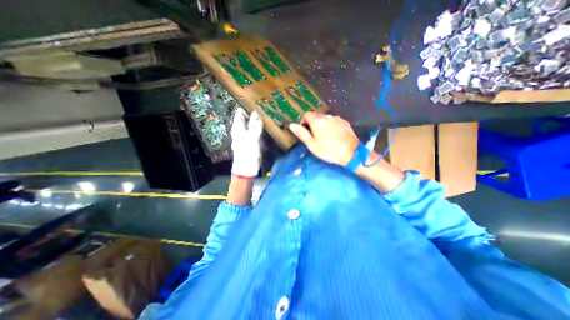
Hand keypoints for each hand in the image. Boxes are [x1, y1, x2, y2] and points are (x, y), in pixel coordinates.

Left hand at [230, 107, 262, 177]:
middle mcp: (241, 130)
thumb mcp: (251, 138)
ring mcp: (248, 135)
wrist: (247, 169)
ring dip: (259, 119)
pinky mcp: (253, 141)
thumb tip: (257, 112)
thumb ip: (254, 126)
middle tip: (267, 105)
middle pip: (247, 117)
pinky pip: (257, 131)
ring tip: (269, 113)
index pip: (240, 112)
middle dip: (255, 112)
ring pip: (253, 124)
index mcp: (238, 128)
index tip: (257, 99)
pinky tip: (269, 125)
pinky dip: (261, 127)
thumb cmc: (247, 153)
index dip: (247, 105)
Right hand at [291, 113, 357, 166]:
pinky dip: (330, 126)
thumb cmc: (329, 150)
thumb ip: (302, 133)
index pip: (306, 115)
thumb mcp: (312, 144)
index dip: (303, 122)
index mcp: (317, 121)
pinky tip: (333, 135)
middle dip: (312, 123)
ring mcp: (337, 118)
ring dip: (322, 124)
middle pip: (316, 116)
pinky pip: (334, 121)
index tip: (305, 132)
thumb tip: (291, 125)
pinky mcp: (345, 122)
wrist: (351, 153)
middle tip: (314, 136)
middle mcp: (327, 116)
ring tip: (324, 136)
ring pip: (325, 118)